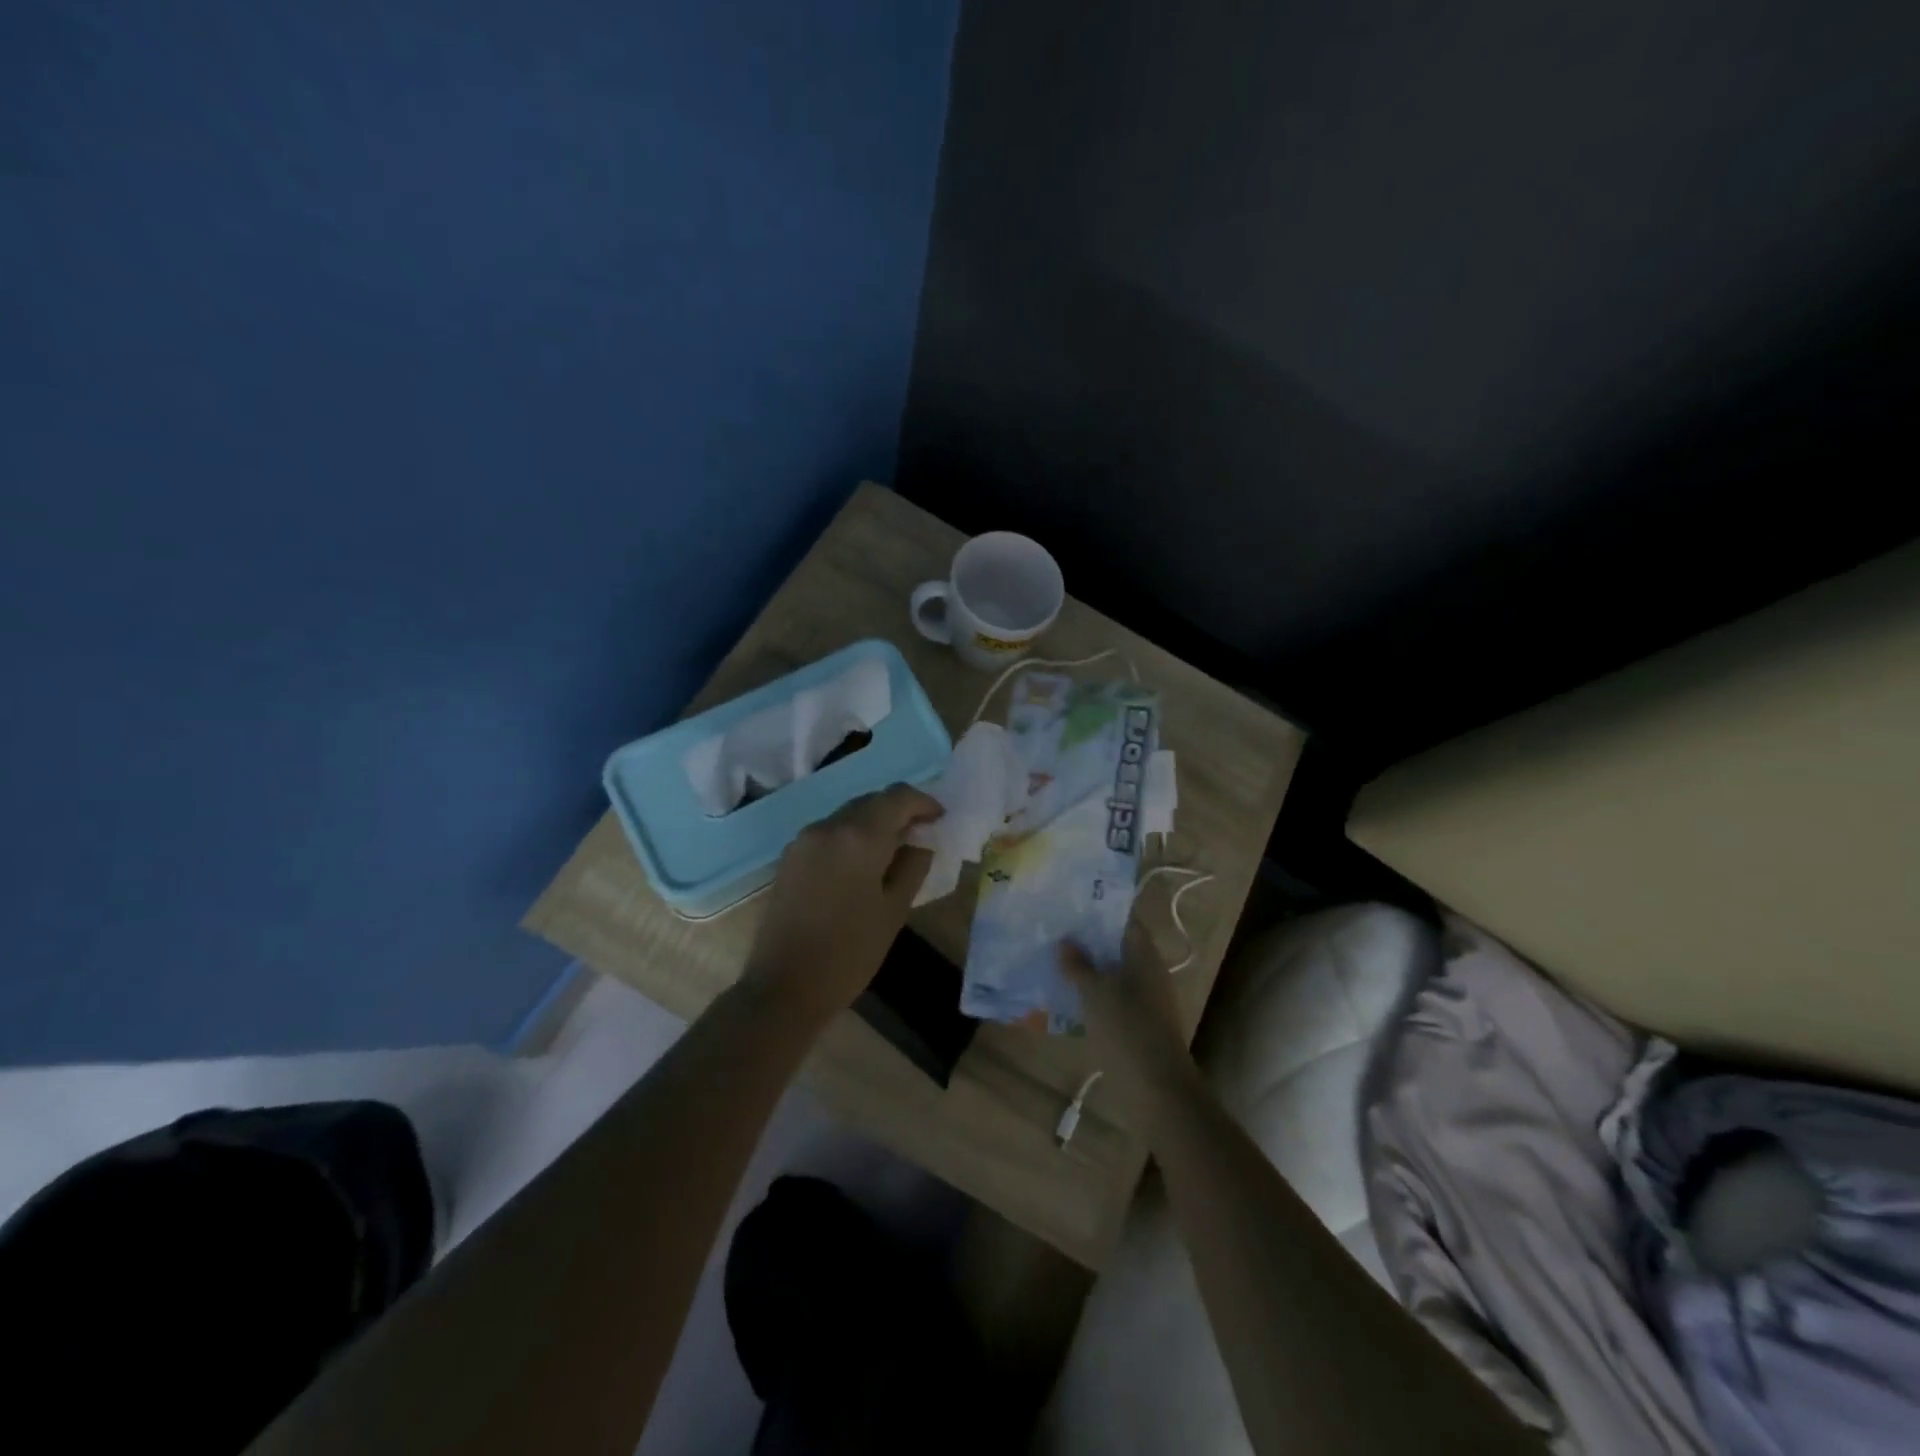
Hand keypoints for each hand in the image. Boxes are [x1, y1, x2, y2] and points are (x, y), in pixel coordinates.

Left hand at [741, 784, 942, 1025]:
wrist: (784, 987)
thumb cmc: (849, 952)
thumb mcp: (894, 911)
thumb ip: (912, 867)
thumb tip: (920, 843)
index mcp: (858, 836)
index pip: (897, 797)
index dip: (923, 802)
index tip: (940, 818)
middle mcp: (828, 826)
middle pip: (870, 801)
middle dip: (898, 810)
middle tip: (921, 832)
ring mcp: (804, 840)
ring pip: (848, 815)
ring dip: (873, 822)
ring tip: (894, 849)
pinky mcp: (789, 857)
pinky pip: (829, 832)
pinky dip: (851, 836)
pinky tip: (862, 863)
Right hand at [1059, 922, 1200, 1113]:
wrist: (1157, 1090)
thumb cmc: (1127, 1030)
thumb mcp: (1095, 993)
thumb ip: (1078, 965)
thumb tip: (1065, 941)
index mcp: (1144, 956)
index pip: (1124, 920)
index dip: (1100, 910)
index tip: (1071, 903)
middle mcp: (1148, 972)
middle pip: (1117, 946)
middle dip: (1088, 939)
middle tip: (1054, 930)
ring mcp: (1144, 1000)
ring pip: (1112, 974)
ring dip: (1088, 968)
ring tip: (1053, 960)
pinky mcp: (1136, 1025)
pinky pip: (1111, 998)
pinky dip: (1092, 994)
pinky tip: (1066, 995)